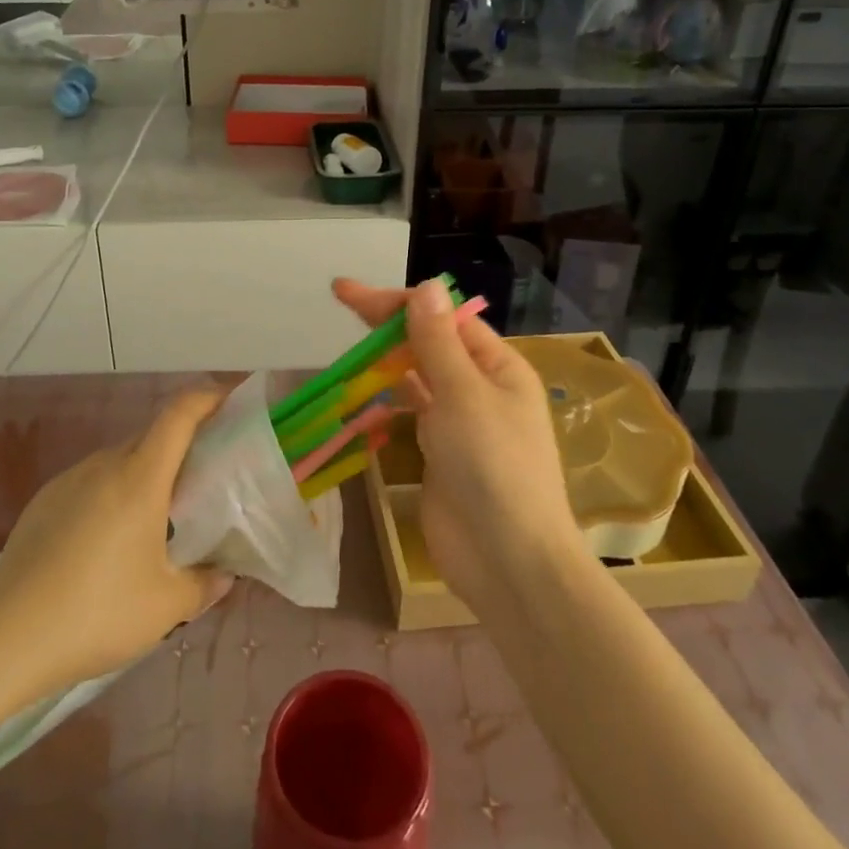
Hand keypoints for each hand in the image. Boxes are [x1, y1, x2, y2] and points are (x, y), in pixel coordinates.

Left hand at [0, 388, 234, 695]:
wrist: (4, 639)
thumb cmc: (96, 613)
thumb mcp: (165, 607)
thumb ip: (204, 585)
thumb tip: (224, 575)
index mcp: (140, 477)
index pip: (179, 413)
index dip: (207, 397)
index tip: (229, 402)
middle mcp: (104, 465)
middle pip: (151, 436)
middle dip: (182, 445)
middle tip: (203, 479)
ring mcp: (69, 480)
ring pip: (120, 460)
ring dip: (145, 473)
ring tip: (157, 518)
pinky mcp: (43, 501)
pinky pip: (91, 481)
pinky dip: (112, 493)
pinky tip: (108, 541)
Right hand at [333, 277, 584, 609]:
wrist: (508, 561)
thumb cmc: (493, 466)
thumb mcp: (463, 394)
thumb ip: (437, 341)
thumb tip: (426, 286)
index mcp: (497, 366)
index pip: (444, 318)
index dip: (399, 302)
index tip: (351, 294)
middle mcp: (479, 387)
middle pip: (428, 343)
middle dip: (386, 324)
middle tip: (340, 302)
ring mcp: (458, 422)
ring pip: (415, 378)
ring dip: (383, 362)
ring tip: (345, 350)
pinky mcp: (438, 454)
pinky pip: (408, 414)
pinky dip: (383, 401)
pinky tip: (358, 397)